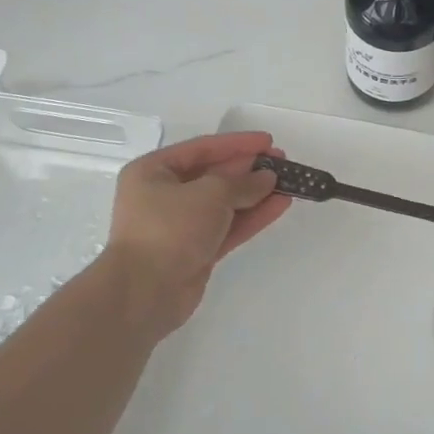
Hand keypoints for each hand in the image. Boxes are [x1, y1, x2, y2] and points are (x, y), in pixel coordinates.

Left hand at [100, 131, 289, 336]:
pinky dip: (252, 216)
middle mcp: (164, 195)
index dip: (237, 143)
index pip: (202, 149)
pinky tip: (280, 205)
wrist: (145, 293)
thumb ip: (242, 182)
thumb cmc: (170, 228)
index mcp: (153, 172)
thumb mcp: (210, 193)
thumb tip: (267, 177)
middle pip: (214, 175)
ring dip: (256, 193)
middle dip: (249, 169)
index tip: (268, 141)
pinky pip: (228, 226)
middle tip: (281, 161)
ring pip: (225, 203)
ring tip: (288, 183)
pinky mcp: (196, 250)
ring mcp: (180, 225)